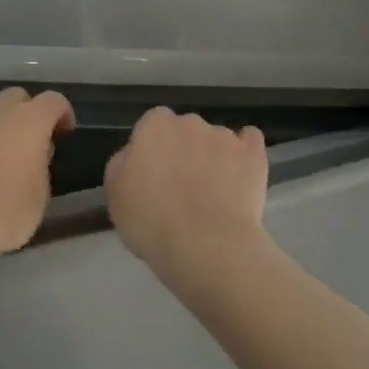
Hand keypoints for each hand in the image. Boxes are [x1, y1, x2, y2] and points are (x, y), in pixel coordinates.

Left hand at [0, 88, 74, 295]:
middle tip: (26, 143)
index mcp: (28, 121)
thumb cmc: (3, 213)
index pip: (53, 101)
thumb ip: (40, 167)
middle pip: (15, 97)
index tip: (63, 133)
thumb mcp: (39, 197)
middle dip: (25, 113)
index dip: (62, 113)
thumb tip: (33, 154)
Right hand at [105, 108, 269, 299]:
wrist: (206, 246)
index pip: (152, 124)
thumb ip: (123, 164)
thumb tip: (135, 155)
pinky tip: (241, 175)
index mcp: (154, 127)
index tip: (154, 175)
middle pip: (186, 130)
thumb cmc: (151, 222)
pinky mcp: (253, 154)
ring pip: (216, 139)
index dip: (154, 149)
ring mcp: (225, 136)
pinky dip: (245, 154)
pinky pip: (249, 142)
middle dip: (185, 150)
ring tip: (215, 195)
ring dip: (214, 158)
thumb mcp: (115, 195)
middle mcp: (190, 122)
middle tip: (182, 187)